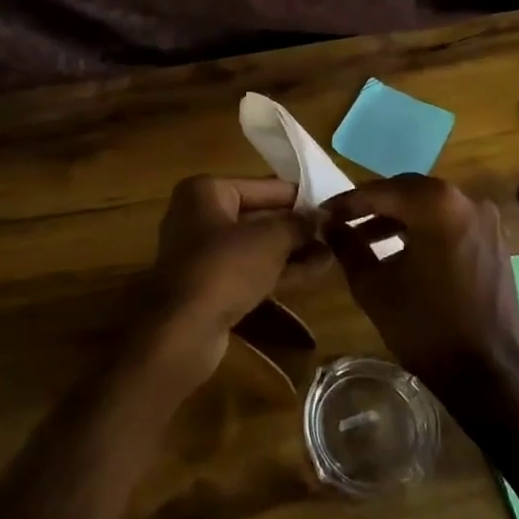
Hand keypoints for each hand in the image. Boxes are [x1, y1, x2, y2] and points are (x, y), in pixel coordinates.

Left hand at [135, 175, 322, 392]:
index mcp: (206, 191)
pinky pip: (251, 269)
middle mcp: (200, 216)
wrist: (182, 331)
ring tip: (335, 252)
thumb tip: (325, 216)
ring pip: (257, 246)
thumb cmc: (224, 268)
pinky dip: (280, 270)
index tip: (333, 205)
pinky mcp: (211, 285)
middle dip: (297, 226)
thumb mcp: (269, 240)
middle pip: (259, 216)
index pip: (264, 187)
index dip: (300, 197)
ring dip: (293, 249)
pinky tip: (317, 271)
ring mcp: (204, 253)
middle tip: (337, 231)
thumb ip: (299, 224)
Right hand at [321, 175, 518, 389]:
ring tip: (366, 239)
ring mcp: (486, 220)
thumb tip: (329, 224)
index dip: (347, 203)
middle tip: (342, 221)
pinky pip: (450, 222)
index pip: (381, 192)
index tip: (323, 213)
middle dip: (373, 205)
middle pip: (408, 191)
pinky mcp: (494, 241)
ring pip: (430, 206)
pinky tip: (401, 251)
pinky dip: (424, 229)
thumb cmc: (423, 326)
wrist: (485, 373)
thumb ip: (347, 246)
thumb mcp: (372, 285)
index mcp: (436, 204)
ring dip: (398, 218)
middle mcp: (466, 200)